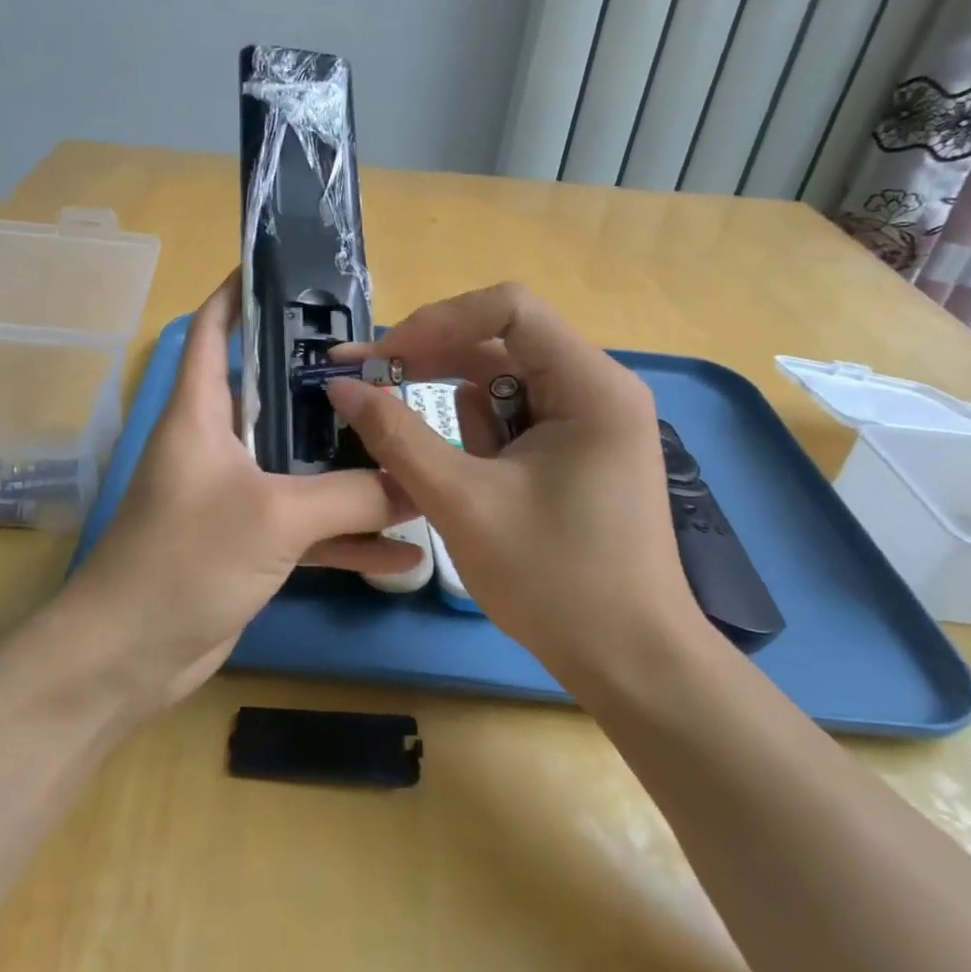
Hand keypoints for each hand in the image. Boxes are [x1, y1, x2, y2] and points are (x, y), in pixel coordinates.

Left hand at [64, 272, 418, 711]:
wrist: (128, 657)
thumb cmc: (186, 559)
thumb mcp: (275, 516)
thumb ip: (351, 495)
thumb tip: (419, 482)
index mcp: (201, 412)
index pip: (213, 329)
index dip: (240, 293)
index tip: (287, 270)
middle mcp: (217, 444)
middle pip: (276, 396)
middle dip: (327, 385)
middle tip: (391, 371)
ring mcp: (235, 496)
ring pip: (301, 467)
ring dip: (351, 469)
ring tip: (413, 453)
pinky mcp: (250, 544)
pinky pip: (308, 529)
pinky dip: (348, 538)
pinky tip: (404, 553)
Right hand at [327, 283, 710, 695]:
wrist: (629, 663)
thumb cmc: (554, 581)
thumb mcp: (461, 502)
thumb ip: (396, 435)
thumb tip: (341, 386)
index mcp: (590, 385)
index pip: (509, 308)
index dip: (439, 321)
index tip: (386, 359)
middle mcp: (597, 388)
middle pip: (500, 341)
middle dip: (434, 362)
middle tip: (368, 383)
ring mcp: (589, 420)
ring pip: (502, 384)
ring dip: (458, 417)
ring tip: (447, 476)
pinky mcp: (576, 449)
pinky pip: (513, 419)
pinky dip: (477, 440)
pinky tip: (472, 484)